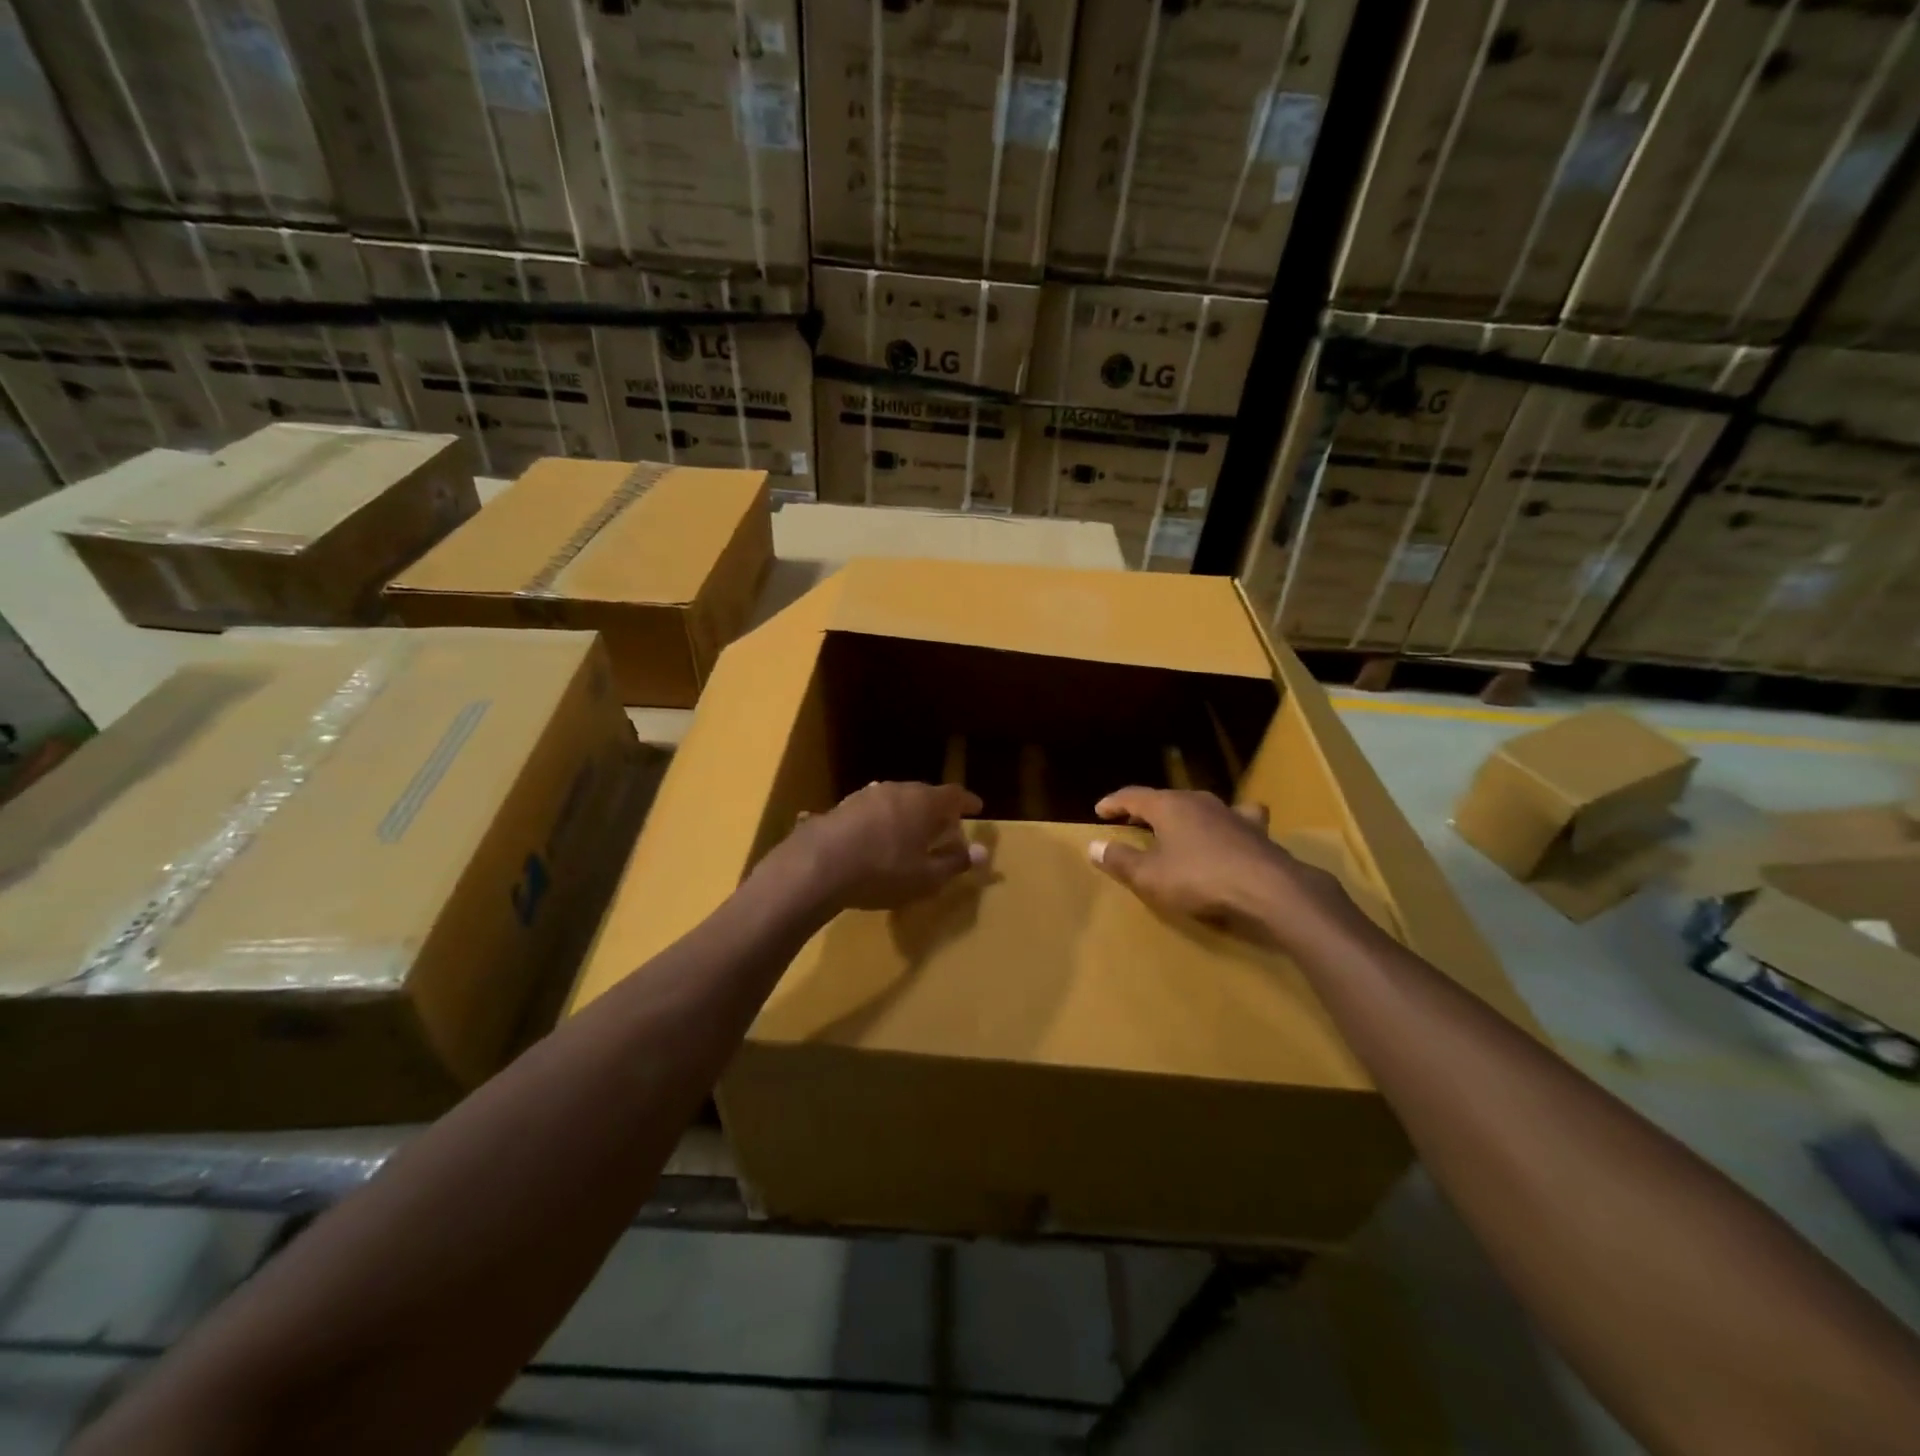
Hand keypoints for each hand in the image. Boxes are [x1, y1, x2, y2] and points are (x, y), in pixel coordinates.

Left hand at [776, 781, 986, 912]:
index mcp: (923, 802)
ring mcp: (866, 795)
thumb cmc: (882, 871)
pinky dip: (883, 821)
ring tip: (910, 833)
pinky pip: (873, 810)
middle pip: (924, 794)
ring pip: (896, 800)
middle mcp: (897, 789)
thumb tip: (983, 852)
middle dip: (937, 810)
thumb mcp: (925, 877)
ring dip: (907, 814)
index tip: (977, 809)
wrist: (817, 866)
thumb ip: (954, 863)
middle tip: (944, 827)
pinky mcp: (841, 807)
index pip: (954, 794)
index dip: (967, 802)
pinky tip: (876, 838)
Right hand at [1088, 788, 1359, 950]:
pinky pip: (1237, 819)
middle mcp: (1199, 801)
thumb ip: (1120, 860)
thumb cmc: (1200, 879)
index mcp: (1169, 807)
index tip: (1100, 810)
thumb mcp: (1150, 877)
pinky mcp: (1257, 832)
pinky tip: (1233, 832)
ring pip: (1201, 805)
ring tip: (1180, 825)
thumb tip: (1093, 846)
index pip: (1133, 796)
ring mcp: (1231, 814)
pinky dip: (1227, 824)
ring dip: (1186, 814)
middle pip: (1166, 799)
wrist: (1269, 890)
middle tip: (1133, 820)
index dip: (1114, 803)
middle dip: (1148, 809)